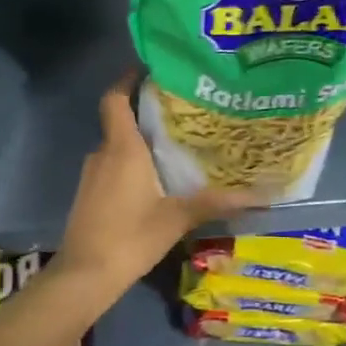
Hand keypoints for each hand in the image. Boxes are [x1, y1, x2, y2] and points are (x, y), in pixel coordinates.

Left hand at [56, 76, 260, 292]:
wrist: (84, 275)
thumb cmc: (130, 237)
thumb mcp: (176, 218)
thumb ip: (215, 202)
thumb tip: (260, 194)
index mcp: (122, 148)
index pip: (115, 99)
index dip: (128, 79)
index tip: (151, 69)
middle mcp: (103, 154)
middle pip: (120, 121)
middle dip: (147, 113)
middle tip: (183, 111)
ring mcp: (92, 175)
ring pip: (117, 146)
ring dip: (141, 142)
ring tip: (176, 144)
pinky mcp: (89, 195)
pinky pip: (112, 167)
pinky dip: (131, 164)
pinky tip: (156, 179)